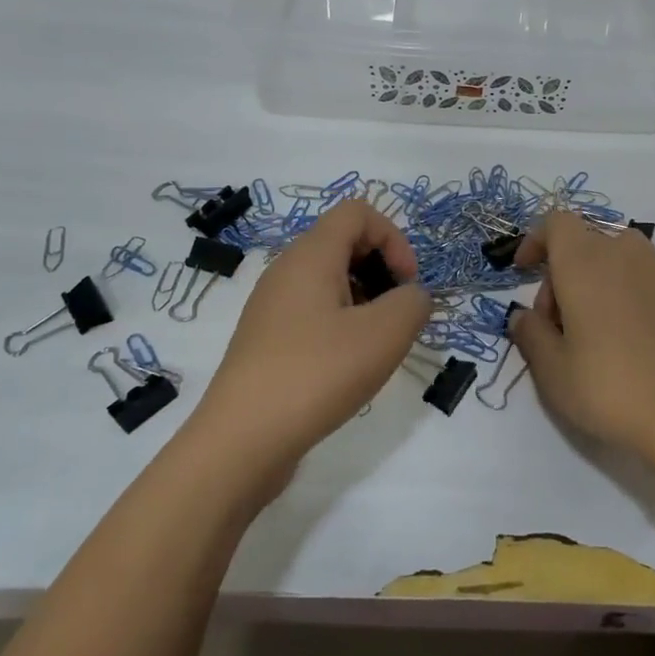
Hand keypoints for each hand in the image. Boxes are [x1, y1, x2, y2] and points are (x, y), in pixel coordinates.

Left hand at [194, 199, 430, 485]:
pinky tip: (348, 367)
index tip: (406, 284)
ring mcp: (272, 307)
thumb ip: (413, 303)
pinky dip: (341, 326)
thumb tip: (411, 298)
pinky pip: (314, 313)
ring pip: (330, 281)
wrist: (241, 442)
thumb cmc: (316, 374)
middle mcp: (286, 271)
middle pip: (344, 244)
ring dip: (365, 301)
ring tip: (376, 345)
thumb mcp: (385, 334)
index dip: (393, 239)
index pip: (358, 212)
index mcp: (310, 255)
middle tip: (396, 315)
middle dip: (382, 270)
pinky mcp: (267, 341)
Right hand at [509, 212, 654, 469]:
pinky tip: (618, 336)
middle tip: (553, 325)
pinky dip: (618, 290)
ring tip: (585, 328)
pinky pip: (635, 275)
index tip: (523, 272)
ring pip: (610, 256)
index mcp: (584, 262)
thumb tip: (523, 316)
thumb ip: (530, 334)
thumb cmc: (608, 387)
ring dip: (590, 279)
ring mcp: (654, 271)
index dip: (536, 240)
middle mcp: (621, 254)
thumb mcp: (552, 370)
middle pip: (581, 242)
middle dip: (558, 273)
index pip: (557, 222)